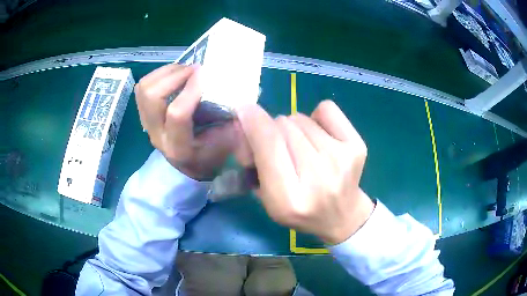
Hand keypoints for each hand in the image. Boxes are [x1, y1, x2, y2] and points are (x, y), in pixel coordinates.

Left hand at [134, 64, 238, 179]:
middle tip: (195, 70)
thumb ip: (231, 119)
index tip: (206, 73)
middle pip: (152, 96)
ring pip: (144, 89)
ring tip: (185, 71)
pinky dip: (158, 76)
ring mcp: (147, 125)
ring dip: (165, 73)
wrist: (192, 165)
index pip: (177, 113)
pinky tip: (175, 76)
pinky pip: (142, 88)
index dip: (191, 89)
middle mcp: (157, 135)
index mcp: (179, 147)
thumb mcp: (228, 142)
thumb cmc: (212, 156)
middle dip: (174, 76)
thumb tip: (230, 90)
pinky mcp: (144, 115)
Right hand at [237, 100, 374, 244]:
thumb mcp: (268, 199)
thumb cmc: (301, 211)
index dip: (253, 122)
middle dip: (272, 130)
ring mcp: (342, 158)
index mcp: (289, 198)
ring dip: (294, 128)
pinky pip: (326, 109)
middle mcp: (318, 176)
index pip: (269, 144)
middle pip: (283, 126)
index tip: (244, 111)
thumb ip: (253, 162)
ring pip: (301, 118)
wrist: (342, 216)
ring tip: (302, 149)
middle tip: (277, 147)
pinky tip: (321, 137)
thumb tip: (247, 121)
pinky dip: (317, 117)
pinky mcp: (357, 145)